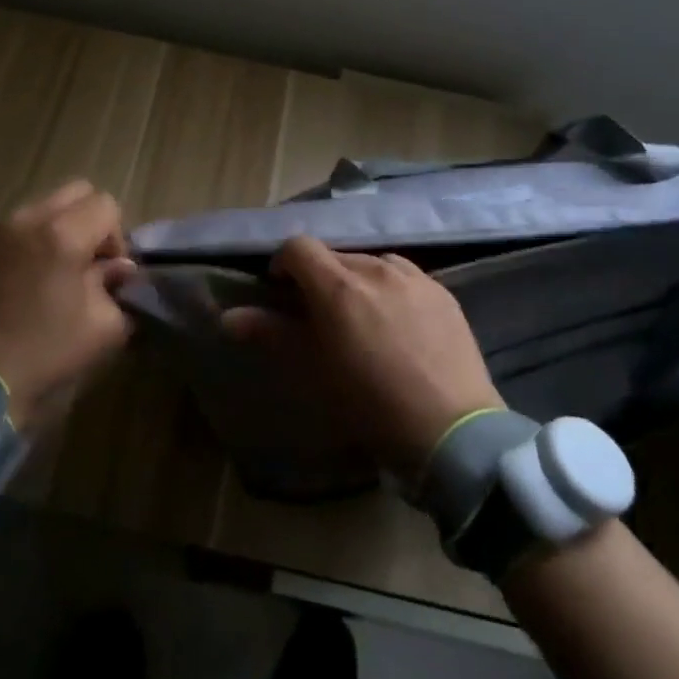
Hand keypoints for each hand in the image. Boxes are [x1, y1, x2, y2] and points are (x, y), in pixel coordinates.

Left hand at [0, 180, 136, 429]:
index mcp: (62, 235)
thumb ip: (117, 286)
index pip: (106, 205)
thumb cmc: (46, 353)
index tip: (109, 273)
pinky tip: (27, 278)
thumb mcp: (103, 327)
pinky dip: (31, 240)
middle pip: (76, 192)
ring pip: (45, 206)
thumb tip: (118, 268)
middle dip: (90, 222)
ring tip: (54, 271)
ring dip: (60, 229)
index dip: (116, 237)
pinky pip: (17, 225)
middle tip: (87, 264)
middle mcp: (28, 219)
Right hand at [224, 236, 502, 477]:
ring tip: (361, 317)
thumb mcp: (312, 370)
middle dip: (319, 277)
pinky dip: (389, 288)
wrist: (451, 431)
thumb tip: (228, 317)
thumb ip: (270, 334)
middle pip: (334, 255)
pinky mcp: (443, 292)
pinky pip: (405, 276)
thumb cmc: (369, 404)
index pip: (298, 247)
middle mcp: (375, 268)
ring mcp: (414, 277)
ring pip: (371, 262)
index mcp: (337, 285)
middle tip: (320, 315)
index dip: (283, 264)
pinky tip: (398, 323)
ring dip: (355, 280)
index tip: (280, 292)